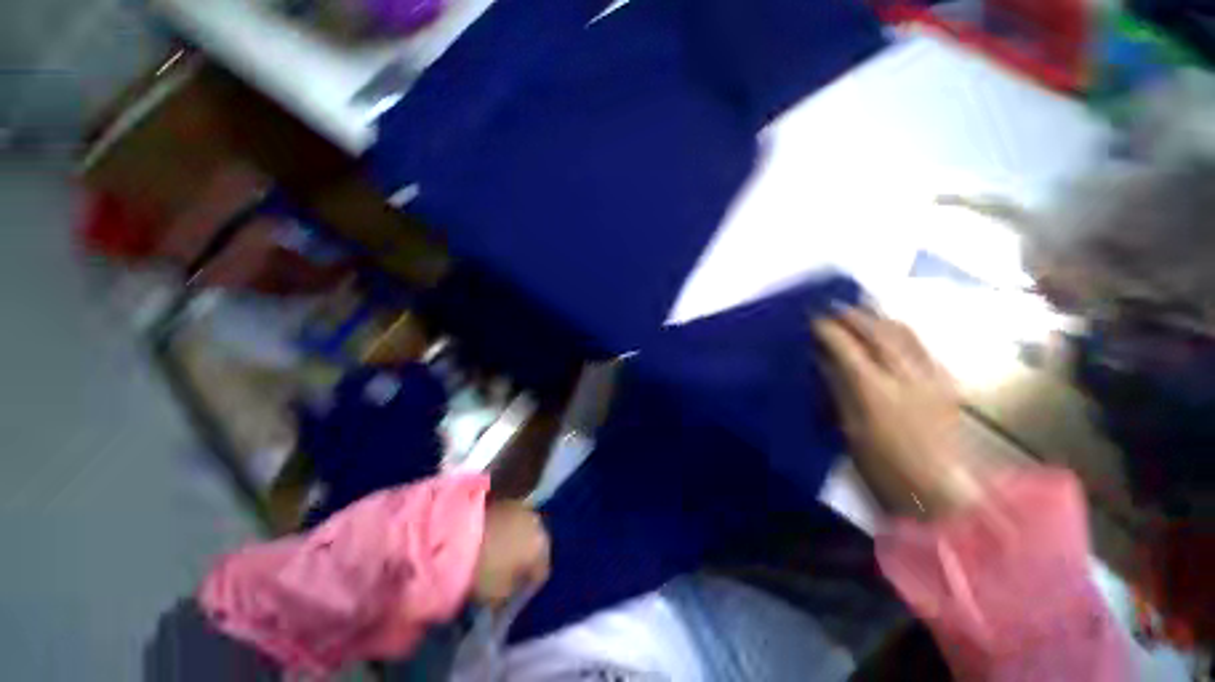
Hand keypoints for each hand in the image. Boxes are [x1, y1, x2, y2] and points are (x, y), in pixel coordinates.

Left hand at [473, 501, 550, 607]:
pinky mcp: (503, 499)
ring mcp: (521, 507)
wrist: (458, 533)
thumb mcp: (498, 596)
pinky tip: (488, 539)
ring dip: (514, 540)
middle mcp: (537, 523)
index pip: (542, 572)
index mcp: (542, 547)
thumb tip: (509, 592)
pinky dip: (503, 529)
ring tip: (497, 554)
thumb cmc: (484, 570)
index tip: (516, 595)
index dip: (529, 586)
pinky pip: (509, 519)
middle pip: (535, 545)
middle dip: (524, 558)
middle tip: (508, 574)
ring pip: (523, 529)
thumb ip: (509, 595)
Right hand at [813, 308, 981, 517]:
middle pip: (878, 330)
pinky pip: (921, 344)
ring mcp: (931, 375)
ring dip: (878, 317)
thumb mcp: (848, 425)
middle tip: (834, 307)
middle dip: (853, 314)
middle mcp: (906, 374)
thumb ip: (836, 386)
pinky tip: (889, 333)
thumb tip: (822, 358)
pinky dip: (900, 331)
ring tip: (860, 313)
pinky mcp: (947, 380)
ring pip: (904, 331)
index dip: (827, 329)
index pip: (846, 346)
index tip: (813, 319)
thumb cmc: (882, 464)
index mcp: (875, 389)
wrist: (939, 490)